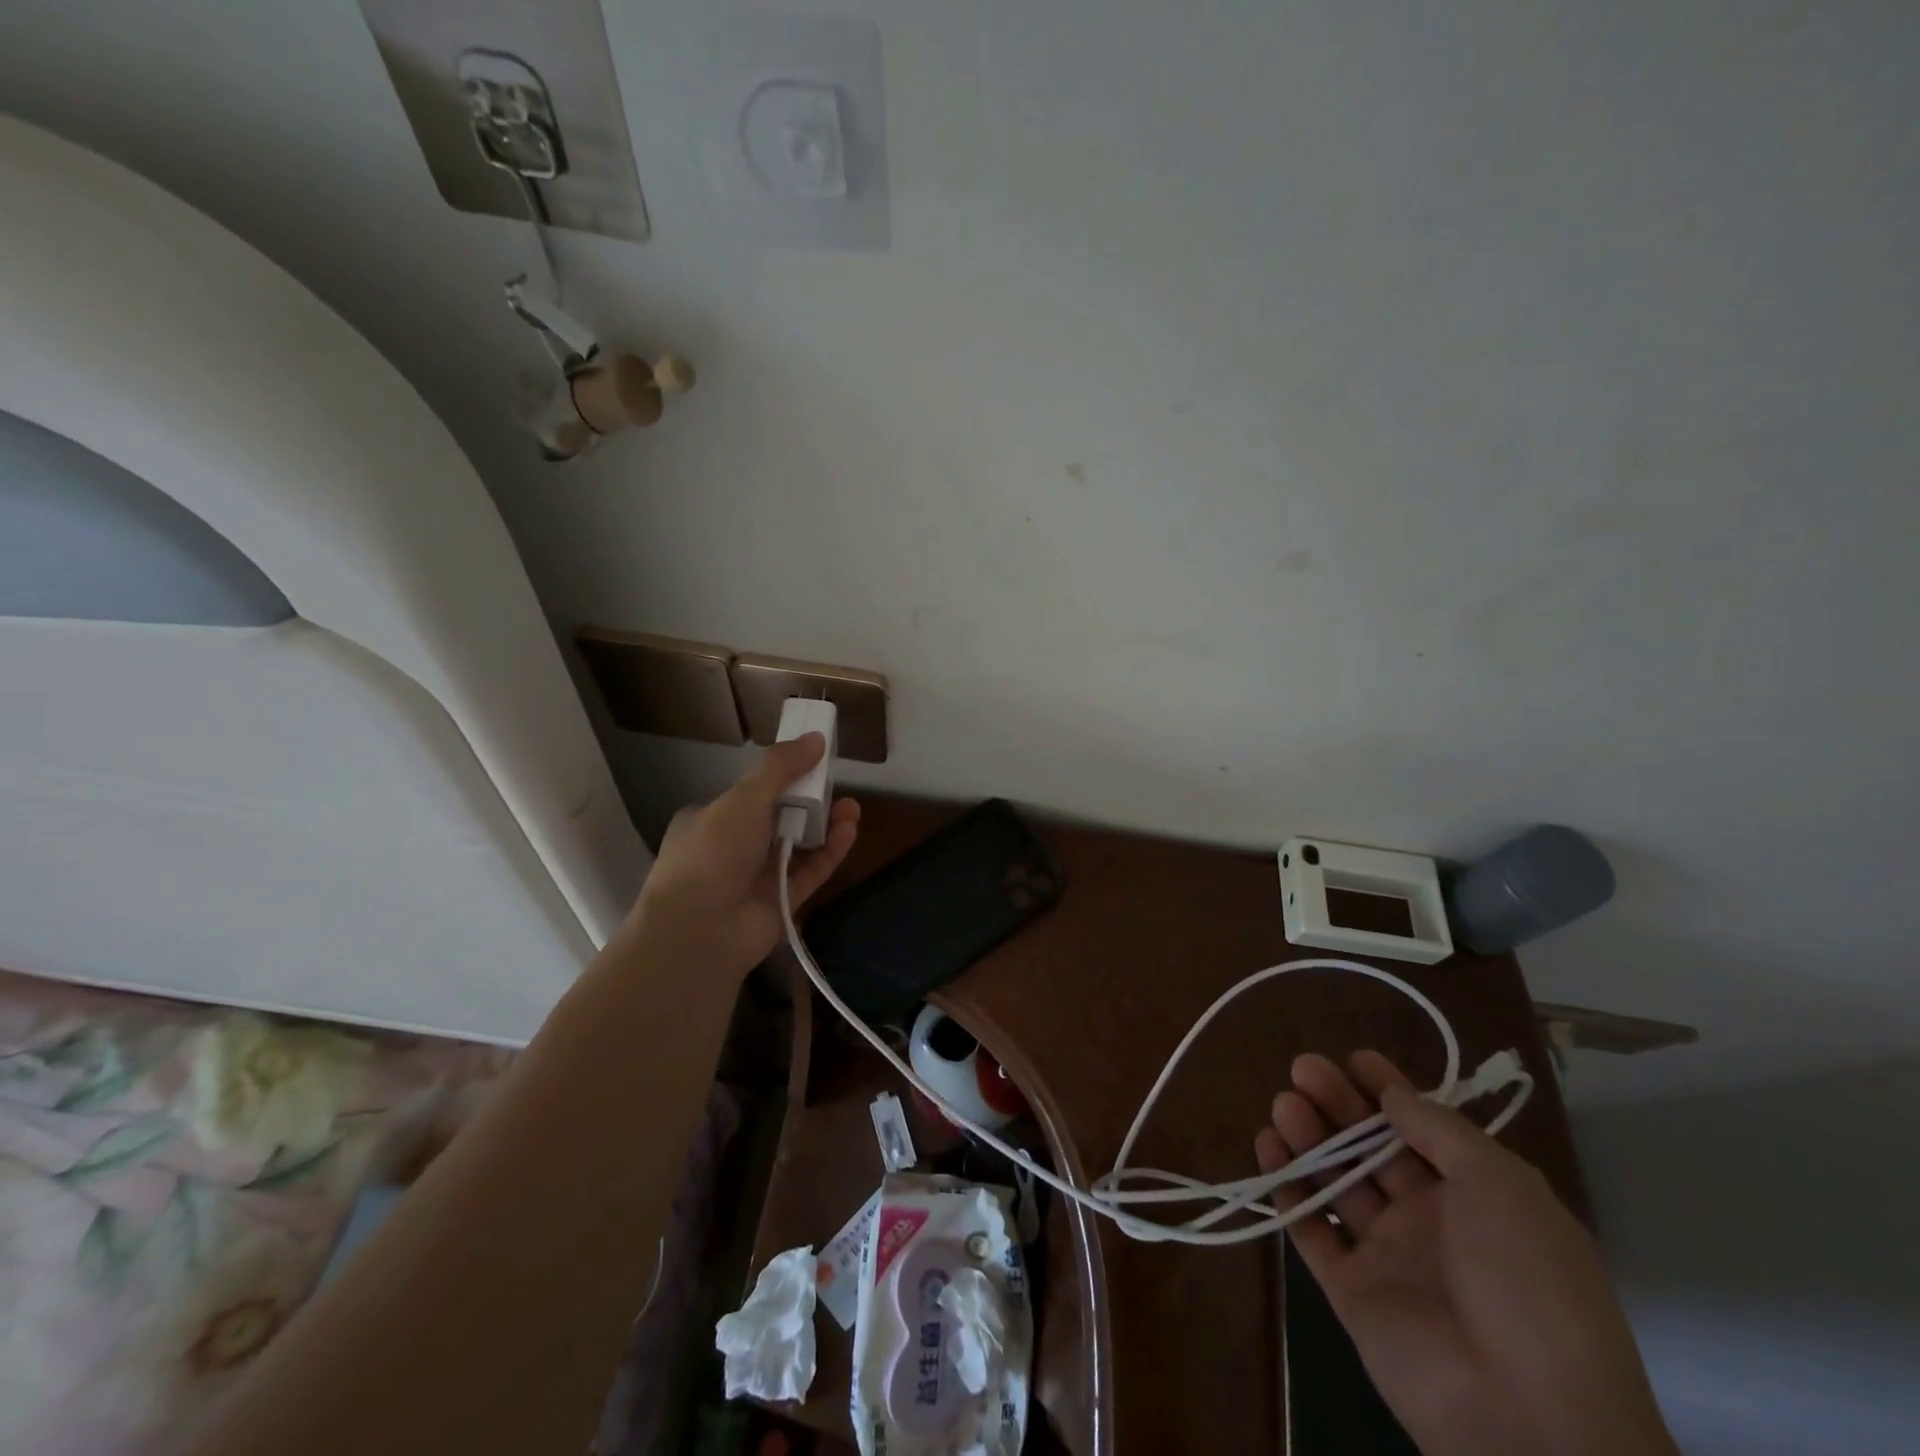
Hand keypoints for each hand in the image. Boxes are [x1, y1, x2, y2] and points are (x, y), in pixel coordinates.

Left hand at [627, 733, 859, 978]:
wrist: (700, 932)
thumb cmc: (713, 853)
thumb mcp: (744, 798)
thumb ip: (780, 767)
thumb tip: (815, 738)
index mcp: (710, 820)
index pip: (749, 794)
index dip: (781, 778)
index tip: (811, 764)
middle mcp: (731, 848)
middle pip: (778, 818)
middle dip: (809, 800)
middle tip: (837, 784)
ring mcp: (756, 878)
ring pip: (798, 845)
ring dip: (824, 825)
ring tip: (852, 809)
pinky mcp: (779, 903)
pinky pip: (809, 872)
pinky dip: (829, 852)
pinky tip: (849, 832)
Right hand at [1258, 1052, 1674, 1455]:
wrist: (1530, 1419)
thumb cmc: (1528, 1282)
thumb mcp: (1502, 1186)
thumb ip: (1440, 1131)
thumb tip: (1393, 1094)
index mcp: (1478, 1198)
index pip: (1422, 1128)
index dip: (1389, 1090)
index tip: (1353, 1059)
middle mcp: (1431, 1221)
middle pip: (1372, 1148)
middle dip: (1339, 1104)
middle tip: (1303, 1068)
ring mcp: (1390, 1257)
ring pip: (1338, 1183)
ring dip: (1310, 1140)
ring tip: (1283, 1104)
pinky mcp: (1352, 1293)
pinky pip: (1312, 1231)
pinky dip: (1288, 1192)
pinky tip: (1268, 1152)